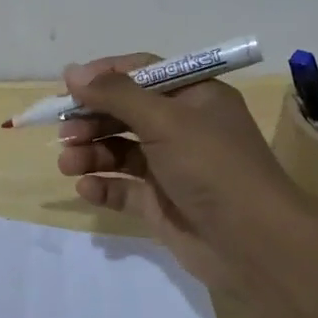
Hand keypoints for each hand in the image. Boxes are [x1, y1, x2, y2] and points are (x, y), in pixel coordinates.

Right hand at [55, 53, 310, 288]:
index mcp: (194, 96)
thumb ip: (116, 95)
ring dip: (90, 153)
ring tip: (68, 163)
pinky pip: (123, 188)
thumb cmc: (213, 167)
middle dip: (91, 119)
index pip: (142, 72)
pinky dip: (103, 186)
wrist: (255, 245)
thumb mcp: (165, 120)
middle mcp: (182, 127)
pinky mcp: (161, 203)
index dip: (104, 76)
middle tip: (63, 131)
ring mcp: (170, 167)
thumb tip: (71, 72)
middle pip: (125, 112)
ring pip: (119, 150)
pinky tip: (87, 188)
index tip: (70, 86)